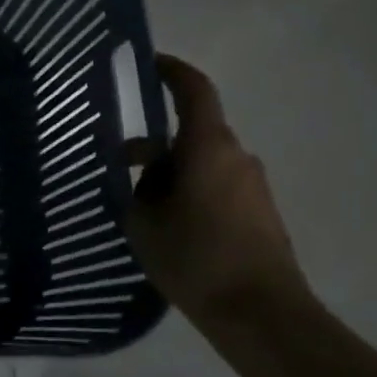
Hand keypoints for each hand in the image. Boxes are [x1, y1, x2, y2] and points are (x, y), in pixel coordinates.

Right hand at [125, 54, 308, 325]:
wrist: (260, 312)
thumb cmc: (195, 258)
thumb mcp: (144, 222)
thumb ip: (138, 188)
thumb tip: (144, 174)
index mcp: (208, 147)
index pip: (193, 90)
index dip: (171, 71)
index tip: (148, 64)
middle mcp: (237, 156)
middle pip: (191, 133)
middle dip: (154, 146)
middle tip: (117, 167)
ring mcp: (252, 185)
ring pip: (202, 163)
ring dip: (170, 174)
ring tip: (138, 209)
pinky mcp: (259, 211)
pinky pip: (216, 186)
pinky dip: (189, 192)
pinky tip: (167, 228)